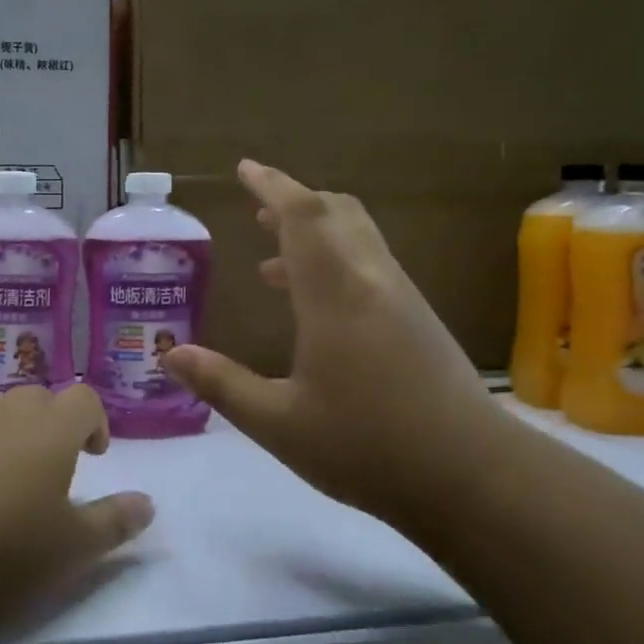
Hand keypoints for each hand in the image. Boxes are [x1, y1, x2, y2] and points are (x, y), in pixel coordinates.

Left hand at [0, 384, 153, 635]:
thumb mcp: (69, 550)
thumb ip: (114, 523)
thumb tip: (148, 503)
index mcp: (51, 428)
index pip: (85, 400)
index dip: (96, 422)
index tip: (94, 454)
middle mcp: (7, 409)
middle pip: (40, 399)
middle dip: (53, 426)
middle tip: (51, 470)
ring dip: (10, 434)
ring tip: (3, 481)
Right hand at [162, 160, 493, 528]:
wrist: (473, 476)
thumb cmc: (366, 446)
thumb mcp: (279, 423)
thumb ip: (222, 384)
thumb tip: (170, 355)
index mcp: (335, 294)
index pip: (302, 216)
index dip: (271, 186)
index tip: (244, 168)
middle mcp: (371, 280)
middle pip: (336, 212)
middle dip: (294, 201)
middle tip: (257, 210)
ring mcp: (401, 297)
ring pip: (358, 236)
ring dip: (316, 233)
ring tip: (273, 261)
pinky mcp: (419, 320)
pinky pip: (370, 265)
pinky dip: (336, 261)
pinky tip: (316, 308)